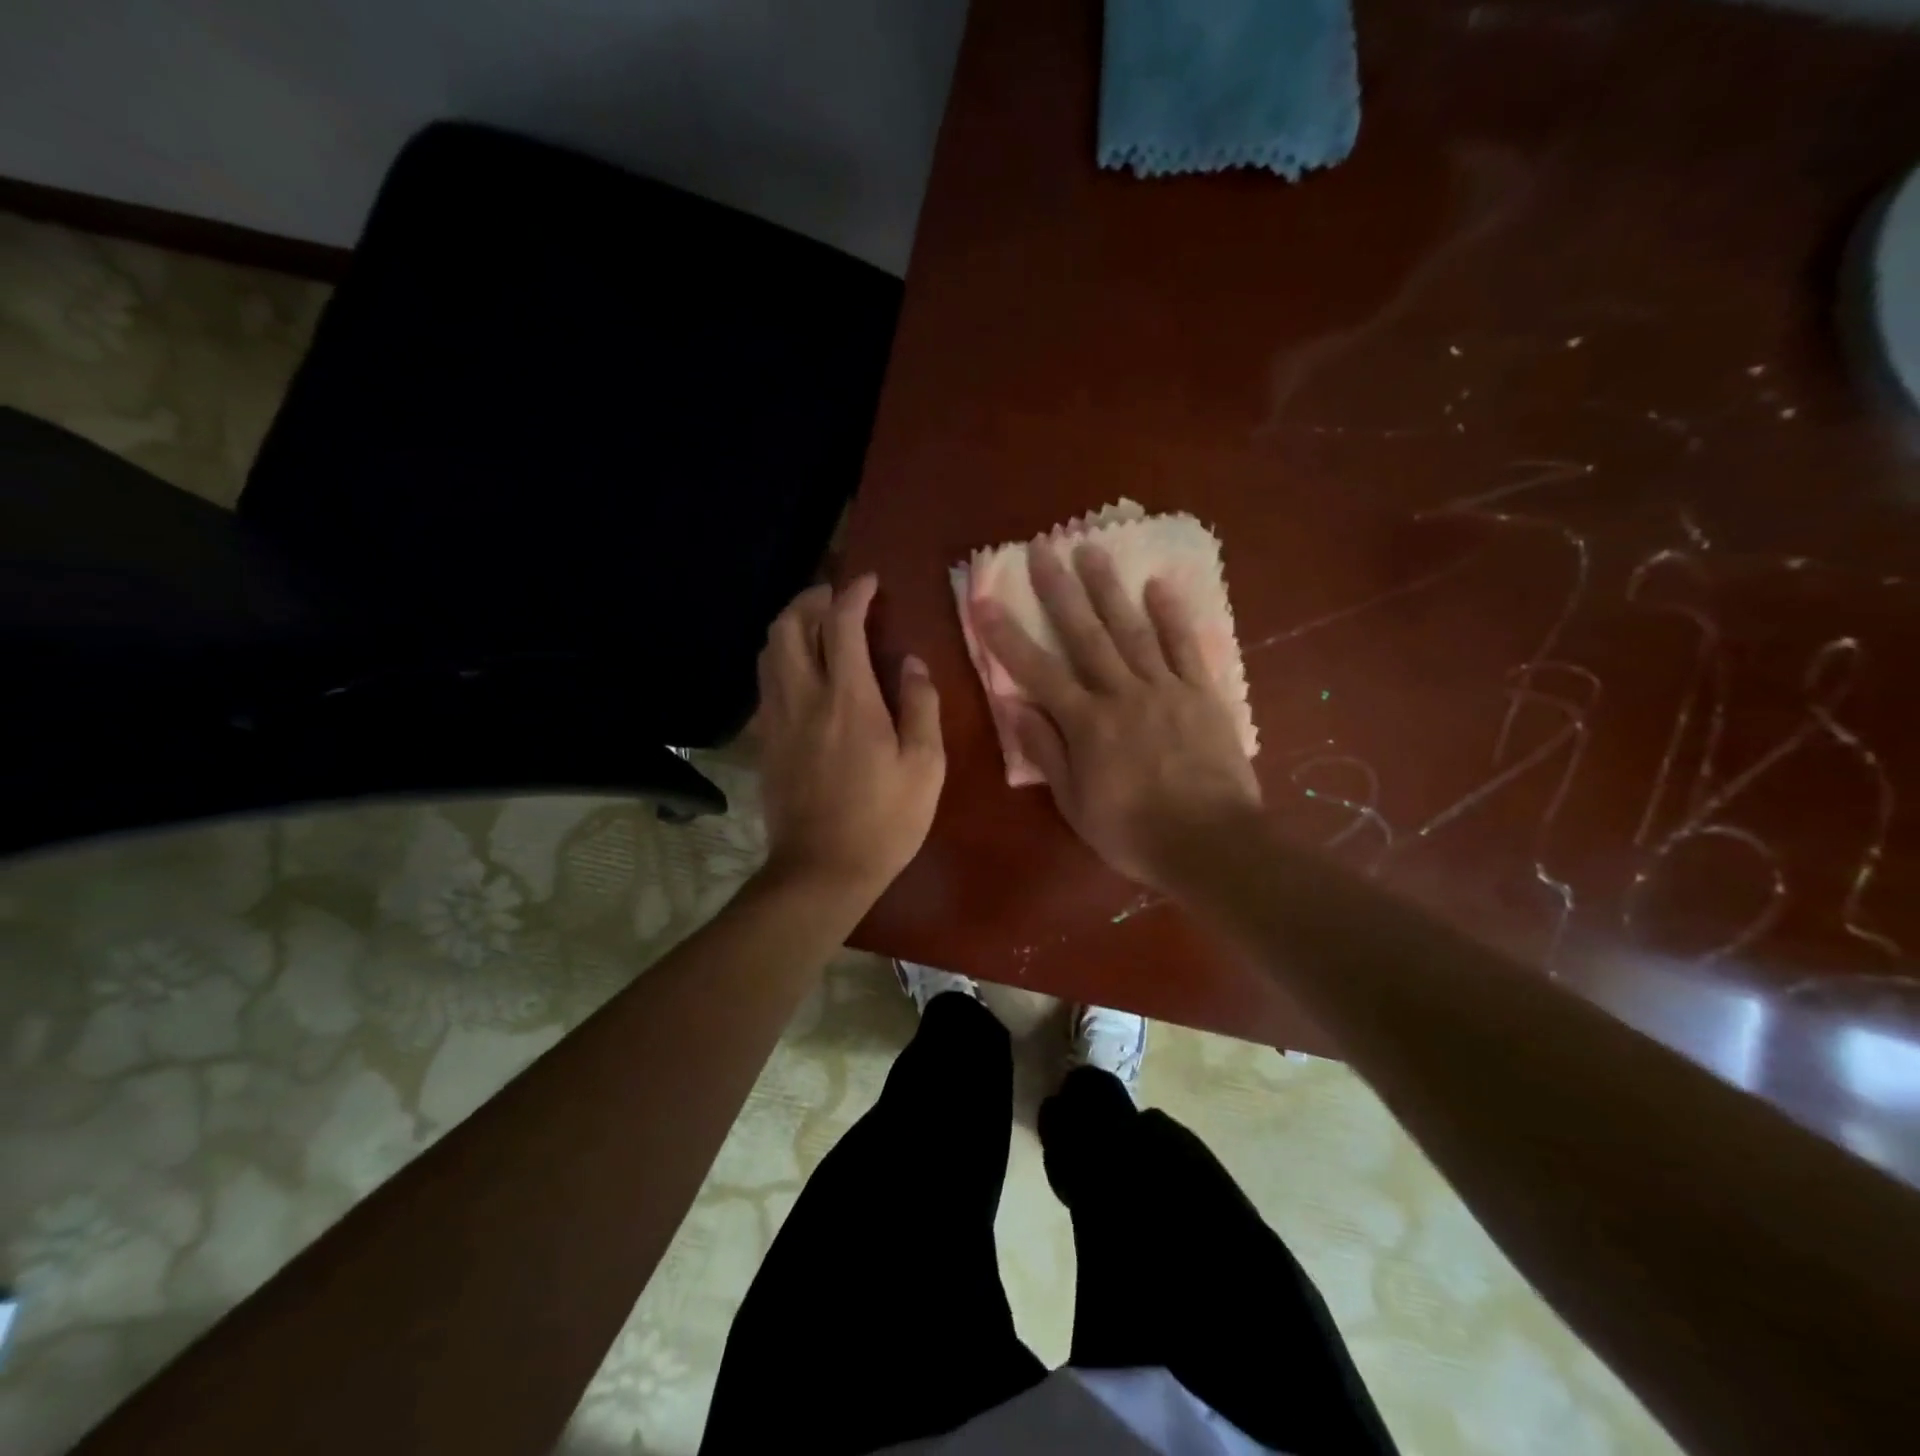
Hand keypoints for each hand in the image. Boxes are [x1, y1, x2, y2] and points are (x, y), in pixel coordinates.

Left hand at [754, 575, 945, 902]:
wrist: (821, 870)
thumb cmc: (884, 821)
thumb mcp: (925, 766)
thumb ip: (921, 706)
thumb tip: (912, 663)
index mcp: (848, 699)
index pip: (842, 624)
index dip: (854, 593)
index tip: (870, 581)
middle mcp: (804, 697)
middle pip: (789, 625)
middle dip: (811, 598)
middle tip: (838, 598)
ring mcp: (776, 719)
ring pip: (769, 651)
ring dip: (791, 625)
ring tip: (818, 627)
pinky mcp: (764, 741)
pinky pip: (765, 682)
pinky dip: (781, 659)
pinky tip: (802, 673)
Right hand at [974, 541, 1260, 890]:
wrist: (1211, 843)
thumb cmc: (1134, 832)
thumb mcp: (1075, 803)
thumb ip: (1046, 751)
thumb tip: (1016, 707)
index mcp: (1086, 723)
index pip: (1037, 671)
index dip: (1007, 635)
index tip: (985, 600)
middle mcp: (1121, 693)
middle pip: (1085, 634)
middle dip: (1059, 591)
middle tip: (1043, 548)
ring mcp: (1165, 689)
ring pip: (1132, 630)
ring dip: (1109, 589)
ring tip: (1092, 550)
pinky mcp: (1202, 694)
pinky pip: (1185, 647)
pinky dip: (1172, 615)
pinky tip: (1158, 586)